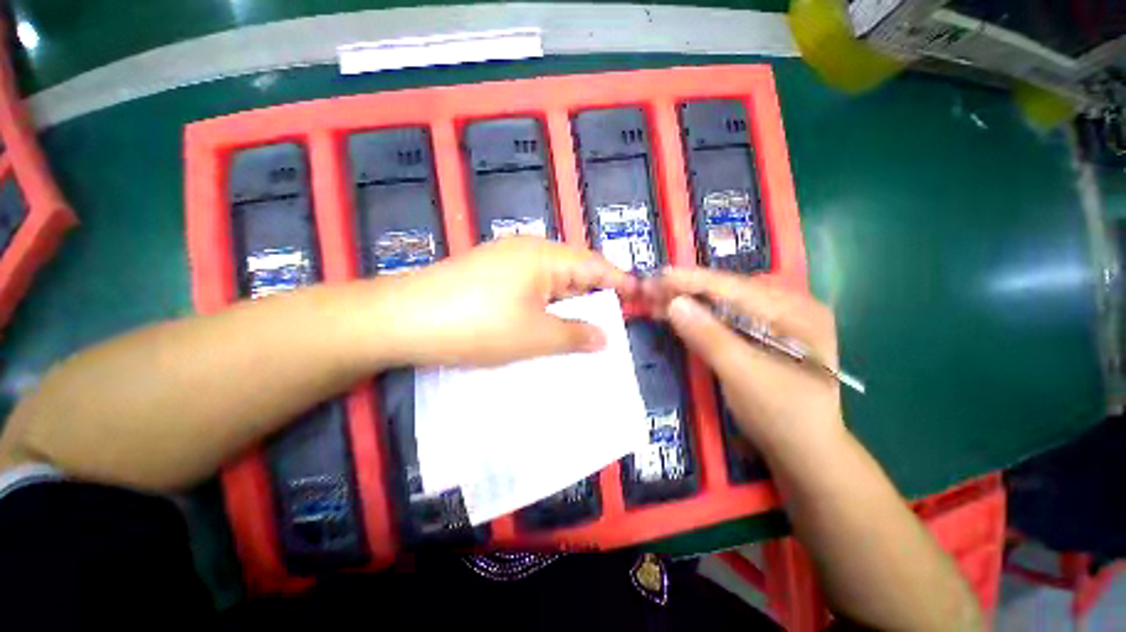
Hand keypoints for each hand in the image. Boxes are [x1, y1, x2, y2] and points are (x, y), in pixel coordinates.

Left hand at [376, 237, 636, 366]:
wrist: (403, 318)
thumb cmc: (479, 325)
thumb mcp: (535, 335)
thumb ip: (576, 334)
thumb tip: (605, 337)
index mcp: (546, 256)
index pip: (596, 265)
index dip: (620, 282)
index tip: (640, 299)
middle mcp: (528, 249)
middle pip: (574, 269)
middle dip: (594, 295)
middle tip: (611, 321)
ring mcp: (505, 259)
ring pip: (551, 279)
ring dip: (568, 302)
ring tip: (582, 326)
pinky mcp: (489, 273)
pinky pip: (530, 286)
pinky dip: (544, 303)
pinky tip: (544, 321)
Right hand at [646, 267, 843, 452]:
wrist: (803, 453)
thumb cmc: (782, 416)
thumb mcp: (745, 376)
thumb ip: (710, 337)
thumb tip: (674, 303)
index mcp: (796, 311)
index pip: (736, 287)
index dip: (693, 280)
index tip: (658, 276)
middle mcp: (787, 307)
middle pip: (727, 292)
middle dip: (686, 290)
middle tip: (649, 289)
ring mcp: (773, 321)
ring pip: (721, 304)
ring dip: (687, 302)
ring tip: (654, 300)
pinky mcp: (758, 335)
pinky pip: (722, 319)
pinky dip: (696, 317)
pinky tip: (675, 314)